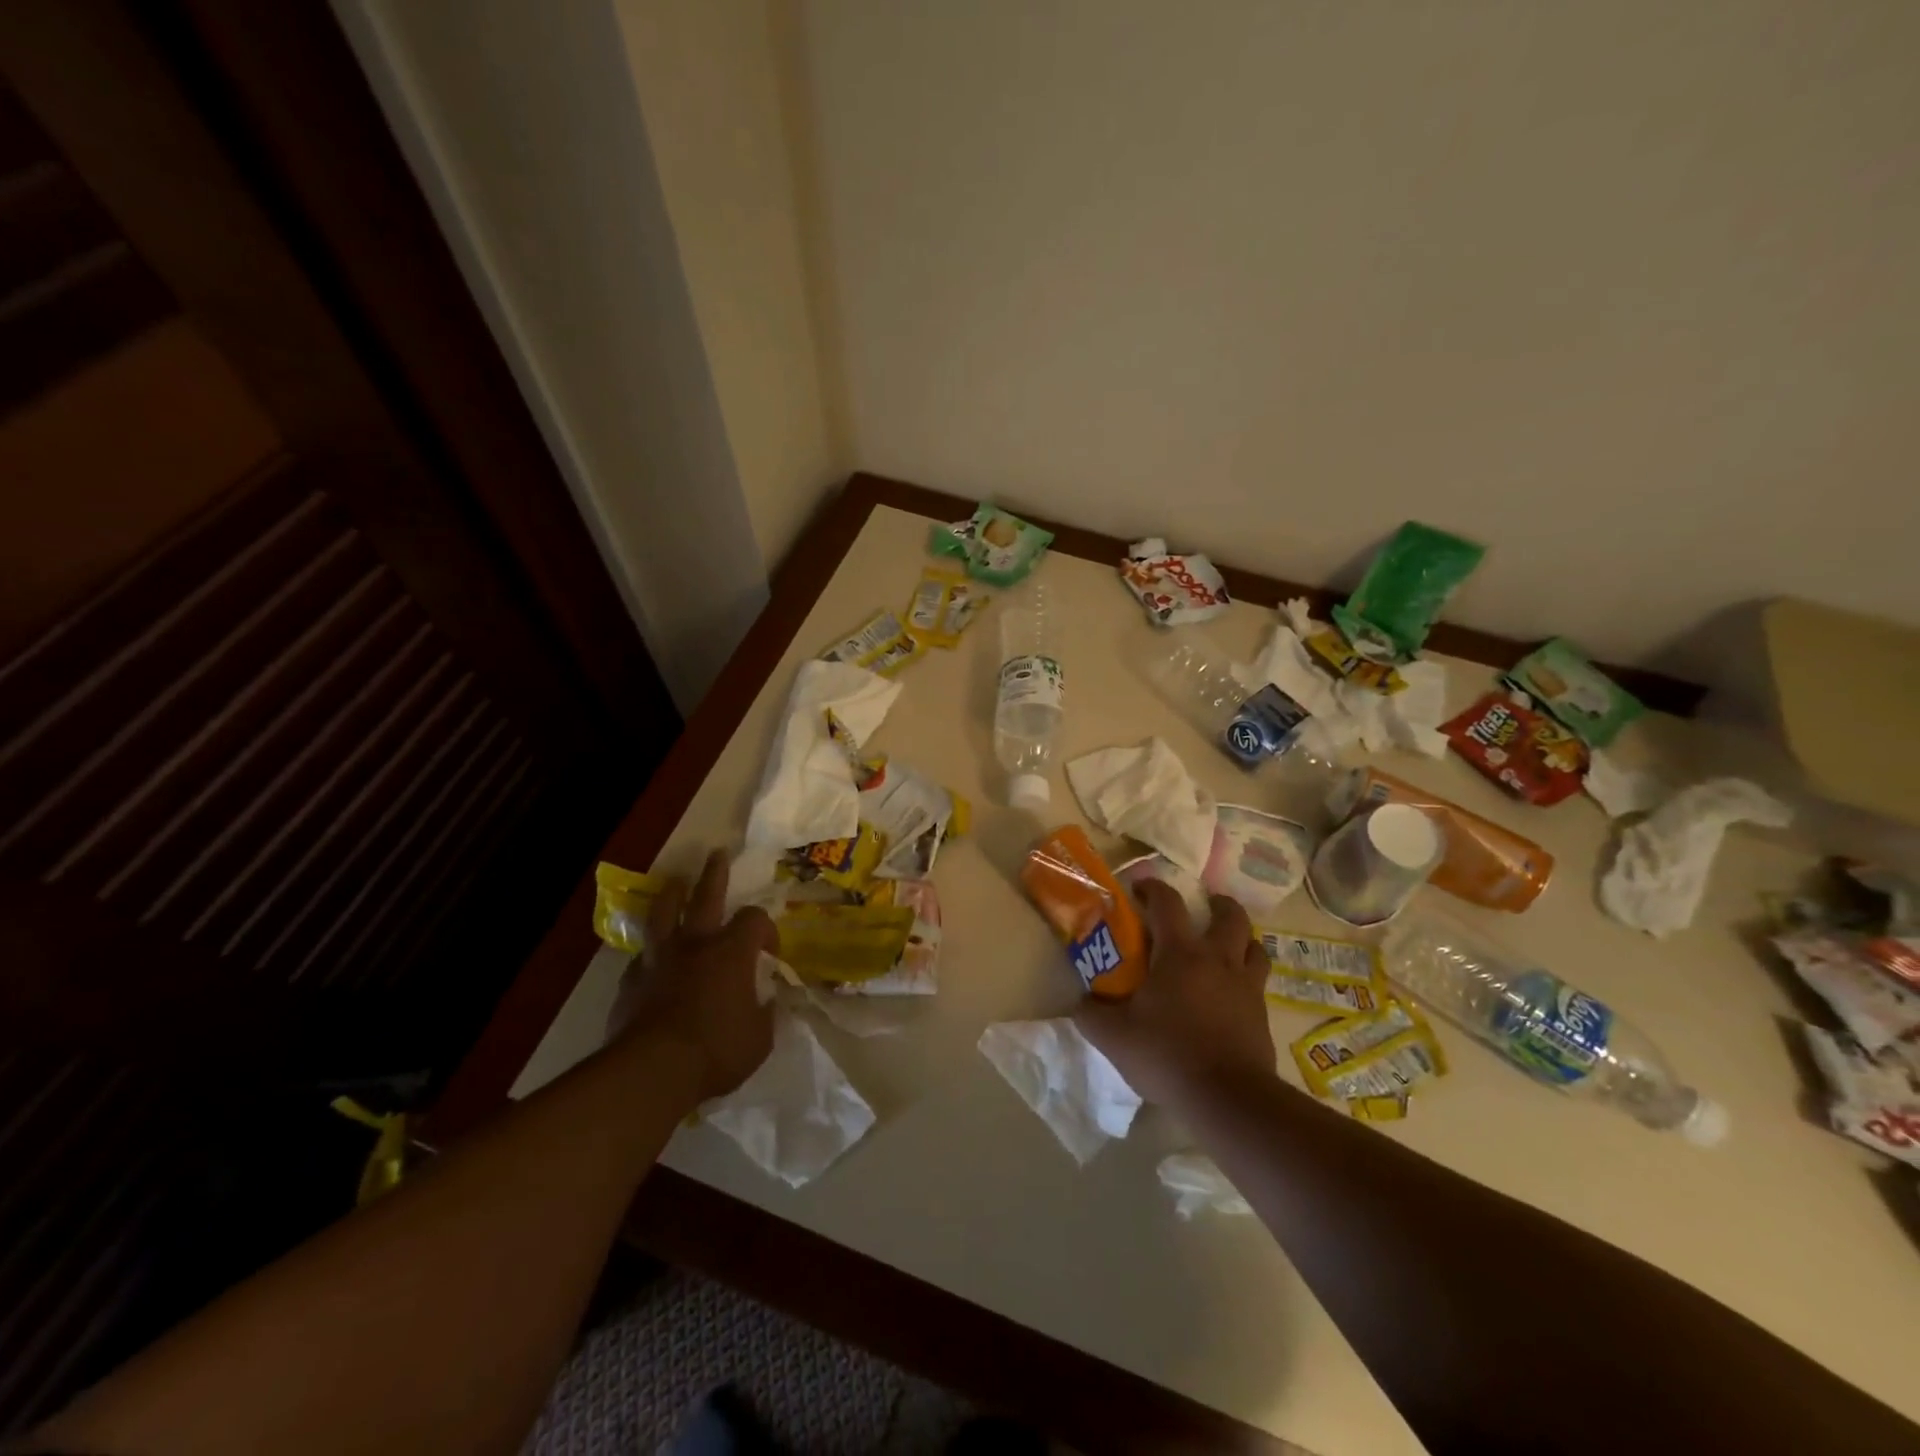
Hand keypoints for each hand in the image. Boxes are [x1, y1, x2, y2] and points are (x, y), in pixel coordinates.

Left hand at [606, 850, 777, 1103]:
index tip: (770, 952)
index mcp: (732, 952)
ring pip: (664, 913)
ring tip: (675, 883)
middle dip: (714, 873)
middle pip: (706, 896)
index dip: (766, 930)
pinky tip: (653, 958)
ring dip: (672, 895)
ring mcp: (659, 959)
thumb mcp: (760, 1038)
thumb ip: (765, 1014)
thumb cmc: (717, 1051)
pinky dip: (652, 951)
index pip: (755, 920)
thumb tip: (767, 1002)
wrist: (652, 1072)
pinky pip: (643, 956)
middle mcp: (695, 944)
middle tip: (716, 854)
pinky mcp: (631, 981)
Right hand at [1074, 880, 1275, 1109]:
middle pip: (1230, 916)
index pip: (1167, 904)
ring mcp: (1246, 986)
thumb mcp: (1114, 1036)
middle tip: (1206, 907)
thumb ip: (1091, 1014)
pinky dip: (1247, 978)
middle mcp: (1218, 960)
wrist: (1227, 1097)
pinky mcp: (1262, 1015)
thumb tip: (1080, 1002)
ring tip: (1227, 947)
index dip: (1153, 888)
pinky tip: (1232, 995)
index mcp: (1180, 954)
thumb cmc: (1167, 1054)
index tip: (1141, 888)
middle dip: (1219, 905)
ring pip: (1255, 946)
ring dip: (1241, 939)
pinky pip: (1258, 983)